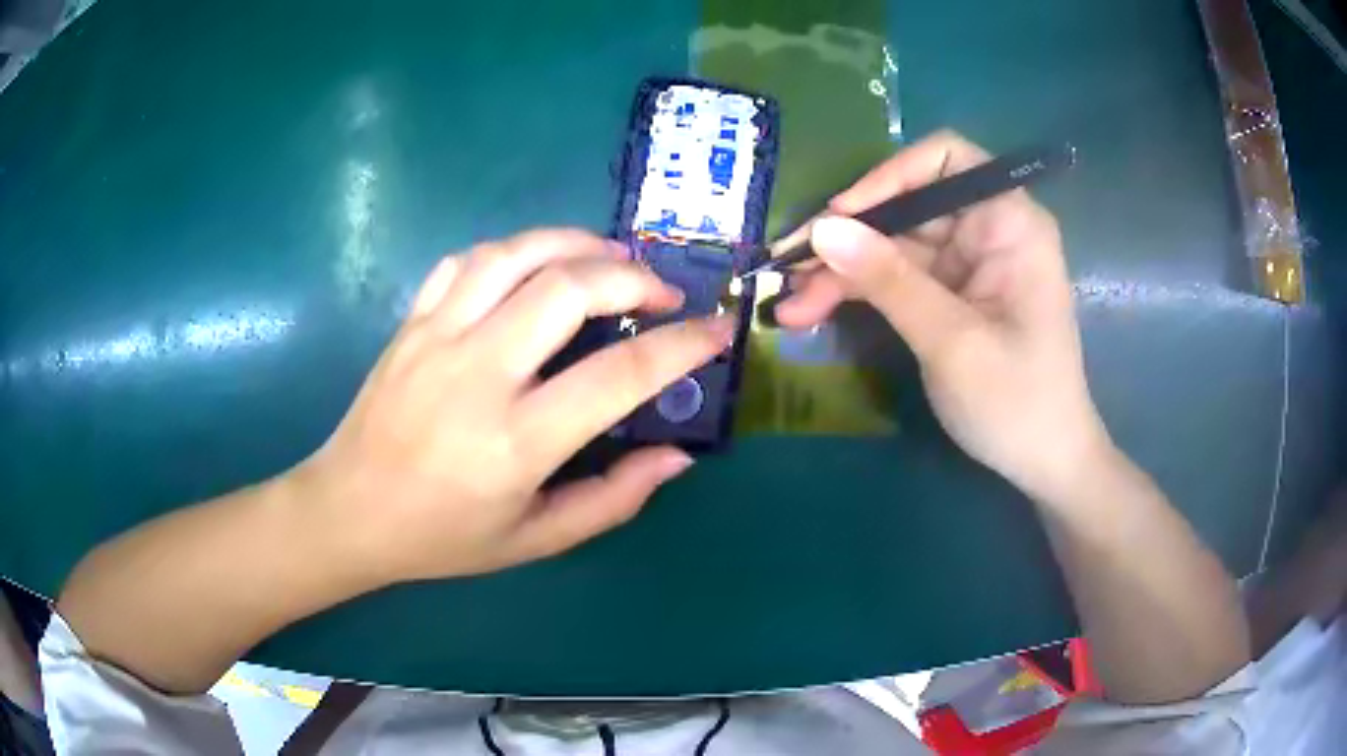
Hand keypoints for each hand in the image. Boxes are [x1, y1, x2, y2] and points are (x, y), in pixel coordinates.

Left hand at [296, 229, 731, 583]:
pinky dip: (514, 250)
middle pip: (569, 287)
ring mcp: (437, 337)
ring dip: (576, 244)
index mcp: (516, 441)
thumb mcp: (536, 540)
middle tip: (660, 295)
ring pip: (517, 254)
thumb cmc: (443, 537)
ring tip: (610, 259)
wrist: (350, 511)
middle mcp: (478, 374)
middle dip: (633, 277)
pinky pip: (467, 259)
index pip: (619, 375)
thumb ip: (613, 500)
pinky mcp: (411, 322)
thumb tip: (676, 457)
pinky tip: (535, 266)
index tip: (717, 331)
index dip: (681, 346)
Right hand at [775, 131, 1109, 501]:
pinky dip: (858, 293)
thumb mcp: (952, 341)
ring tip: (789, 306)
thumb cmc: (1017, 401)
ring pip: (893, 245)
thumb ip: (889, 281)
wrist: (1043, 463)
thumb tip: (821, 230)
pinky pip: (896, 278)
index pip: (947, 158)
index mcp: (1010, 223)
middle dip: (848, 237)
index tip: (841, 215)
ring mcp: (967, 264)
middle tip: (787, 268)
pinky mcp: (950, 295)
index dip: (890, 175)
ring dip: (841, 272)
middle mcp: (988, 230)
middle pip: (908, 206)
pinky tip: (812, 312)